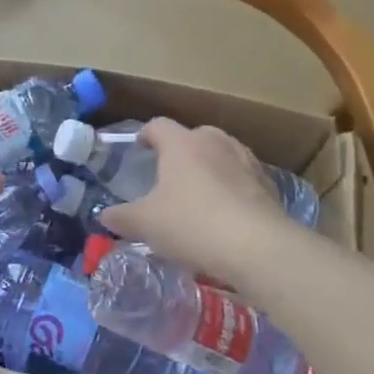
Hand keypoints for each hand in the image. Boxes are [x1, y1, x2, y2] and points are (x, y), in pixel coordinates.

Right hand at [100, 118, 288, 279]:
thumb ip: (121, 218)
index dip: (145, 135)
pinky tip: (227, 212)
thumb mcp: (145, 224)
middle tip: (169, 174)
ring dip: (210, 167)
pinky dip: (232, 187)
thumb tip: (105, 216)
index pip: (158, 125)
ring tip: (200, 192)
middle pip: (194, 135)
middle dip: (180, 150)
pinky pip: (243, 178)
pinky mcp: (268, 184)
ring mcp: (246, 160)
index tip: (139, 148)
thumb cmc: (192, 225)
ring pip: (222, 154)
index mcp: (182, 144)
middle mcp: (215, 142)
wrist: (258, 247)